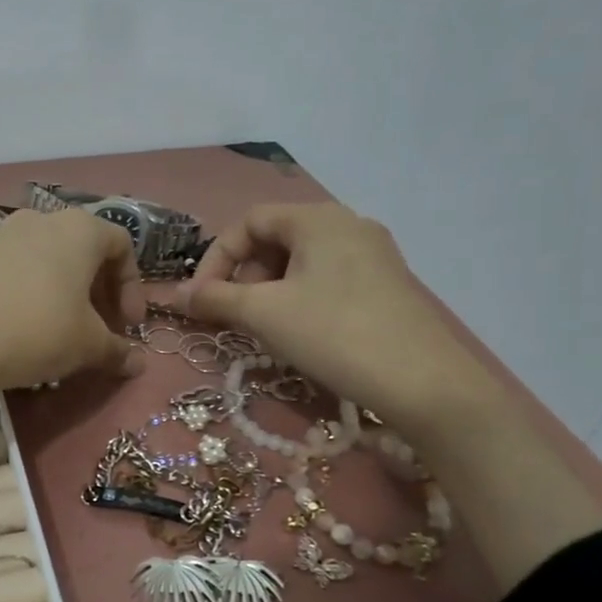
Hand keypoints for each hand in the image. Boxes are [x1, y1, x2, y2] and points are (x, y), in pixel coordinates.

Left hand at [0, 209, 145, 393]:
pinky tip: (23, 326)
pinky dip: (30, 291)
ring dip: (63, 291)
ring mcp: (2, 234)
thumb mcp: (88, 345)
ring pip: (47, 259)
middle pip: (83, 250)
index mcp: (79, 229)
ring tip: (62, 329)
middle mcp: (41, 220)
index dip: (132, 286)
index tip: (128, 324)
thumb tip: (138, 364)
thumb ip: (117, 350)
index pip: (121, 245)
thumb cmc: (38, 331)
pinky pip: (15, 269)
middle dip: (98, 291)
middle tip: (100, 328)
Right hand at [179, 202, 490, 427]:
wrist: (424, 383)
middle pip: (276, 238)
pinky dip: (300, 298)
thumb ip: (216, 298)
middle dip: (245, 275)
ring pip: (302, 261)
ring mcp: (373, 254)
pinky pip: (328, 279)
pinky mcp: (386, 284)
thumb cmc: (334, 334)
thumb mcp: (264, 314)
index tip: (202, 298)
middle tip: (238, 313)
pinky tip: (302, 332)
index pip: (249, 221)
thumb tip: (177, 295)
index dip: (216, 257)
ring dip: (270, 290)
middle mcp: (348, 224)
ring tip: (267, 327)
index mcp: (318, 218)